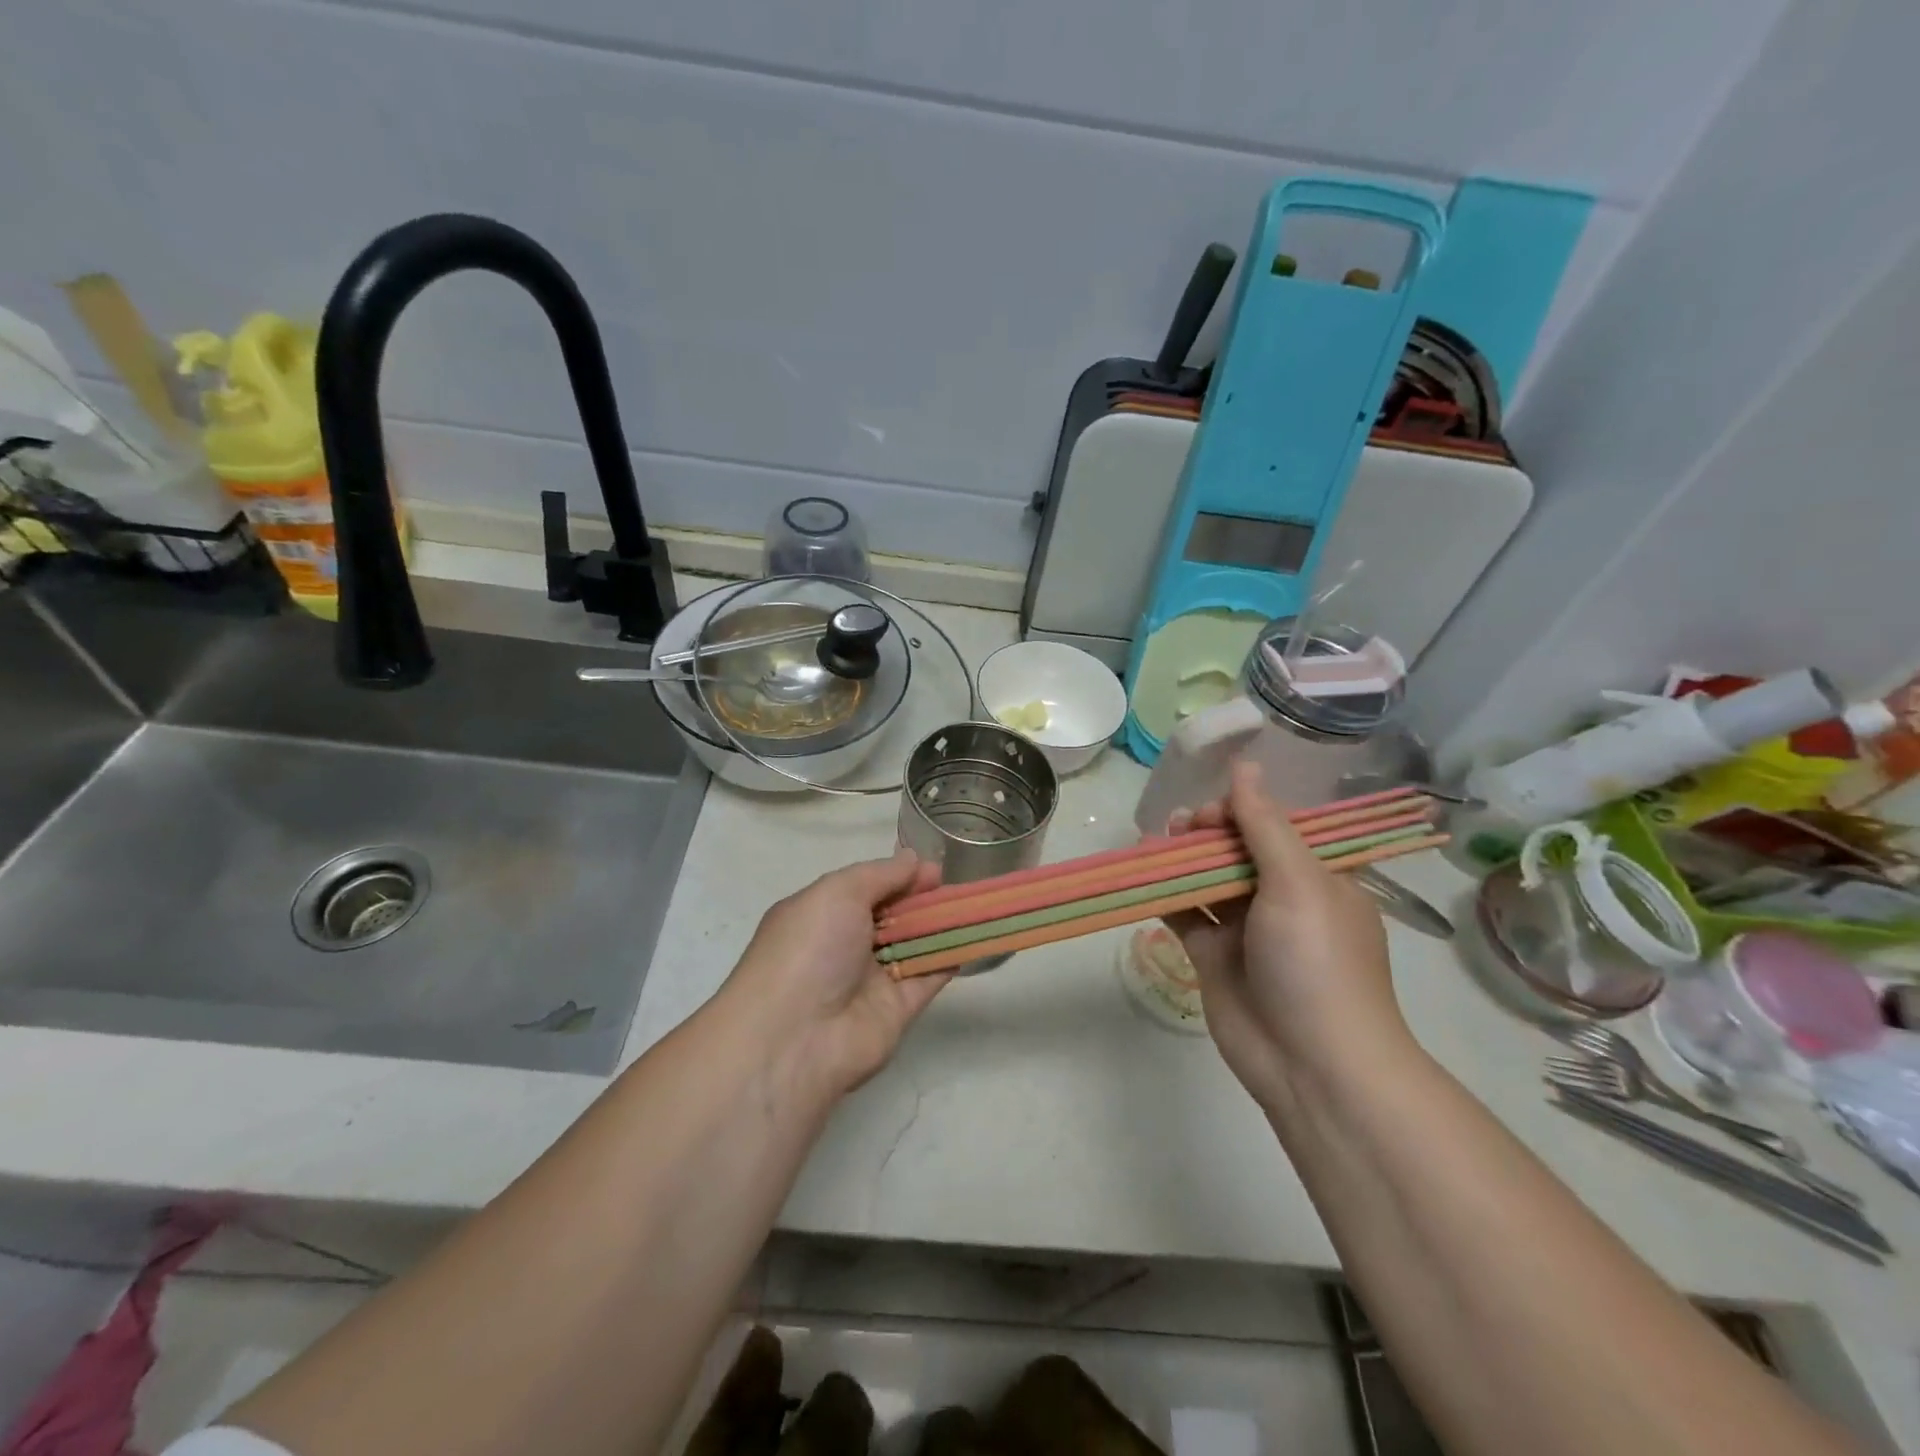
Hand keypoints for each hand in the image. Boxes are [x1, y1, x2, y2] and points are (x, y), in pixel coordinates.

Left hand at [723, 850, 952, 1103]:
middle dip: (923, 899)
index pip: (866, 888)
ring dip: (941, 926)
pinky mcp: (897, 1010)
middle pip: (892, 916)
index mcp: (821, 914)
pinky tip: (974, 938)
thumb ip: (880, 874)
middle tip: (955, 887)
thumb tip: (913, 859)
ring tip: (974, 905)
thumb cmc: (809, 949)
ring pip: (914, 945)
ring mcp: (871, 980)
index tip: (933, 870)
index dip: (899, 877)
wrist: (795, 1037)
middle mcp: (844, 946)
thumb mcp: (837, 892)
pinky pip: (928, 977)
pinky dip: (950, 958)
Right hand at [1167, 762, 1406, 1111]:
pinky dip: (1164, 896)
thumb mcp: (1298, 882)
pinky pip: (1186, 915)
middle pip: (1236, 850)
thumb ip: (1264, 824)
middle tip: (1176, 828)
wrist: (1312, 1064)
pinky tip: (1140, 879)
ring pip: (1206, 880)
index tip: (1209, 814)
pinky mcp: (1213, 957)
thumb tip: (1245, 765)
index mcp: (1317, 877)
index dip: (1239, 811)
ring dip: (1179, 860)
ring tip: (1150, 845)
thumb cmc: (1316, 961)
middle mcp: (1282, 899)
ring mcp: (1245, 930)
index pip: (1273, 827)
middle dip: (1204, 834)